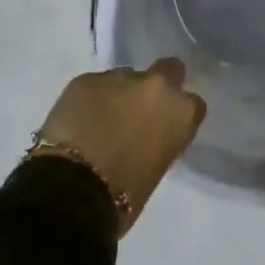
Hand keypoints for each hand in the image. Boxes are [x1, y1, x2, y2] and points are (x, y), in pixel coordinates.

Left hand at [33, 59, 206, 234]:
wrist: (73, 190)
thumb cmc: (125, 194)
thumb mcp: (158, 167)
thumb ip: (160, 137)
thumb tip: (148, 132)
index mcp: (179, 111)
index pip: (192, 103)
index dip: (177, 114)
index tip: (166, 126)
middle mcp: (154, 85)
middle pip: (167, 70)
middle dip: (157, 85)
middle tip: (139, 109)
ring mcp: (118, 77)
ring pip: (125, 78)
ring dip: (119, 95)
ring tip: (101, 120)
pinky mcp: (85, 79)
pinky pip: (94, 86)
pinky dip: (91, 100)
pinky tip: (79, 121)